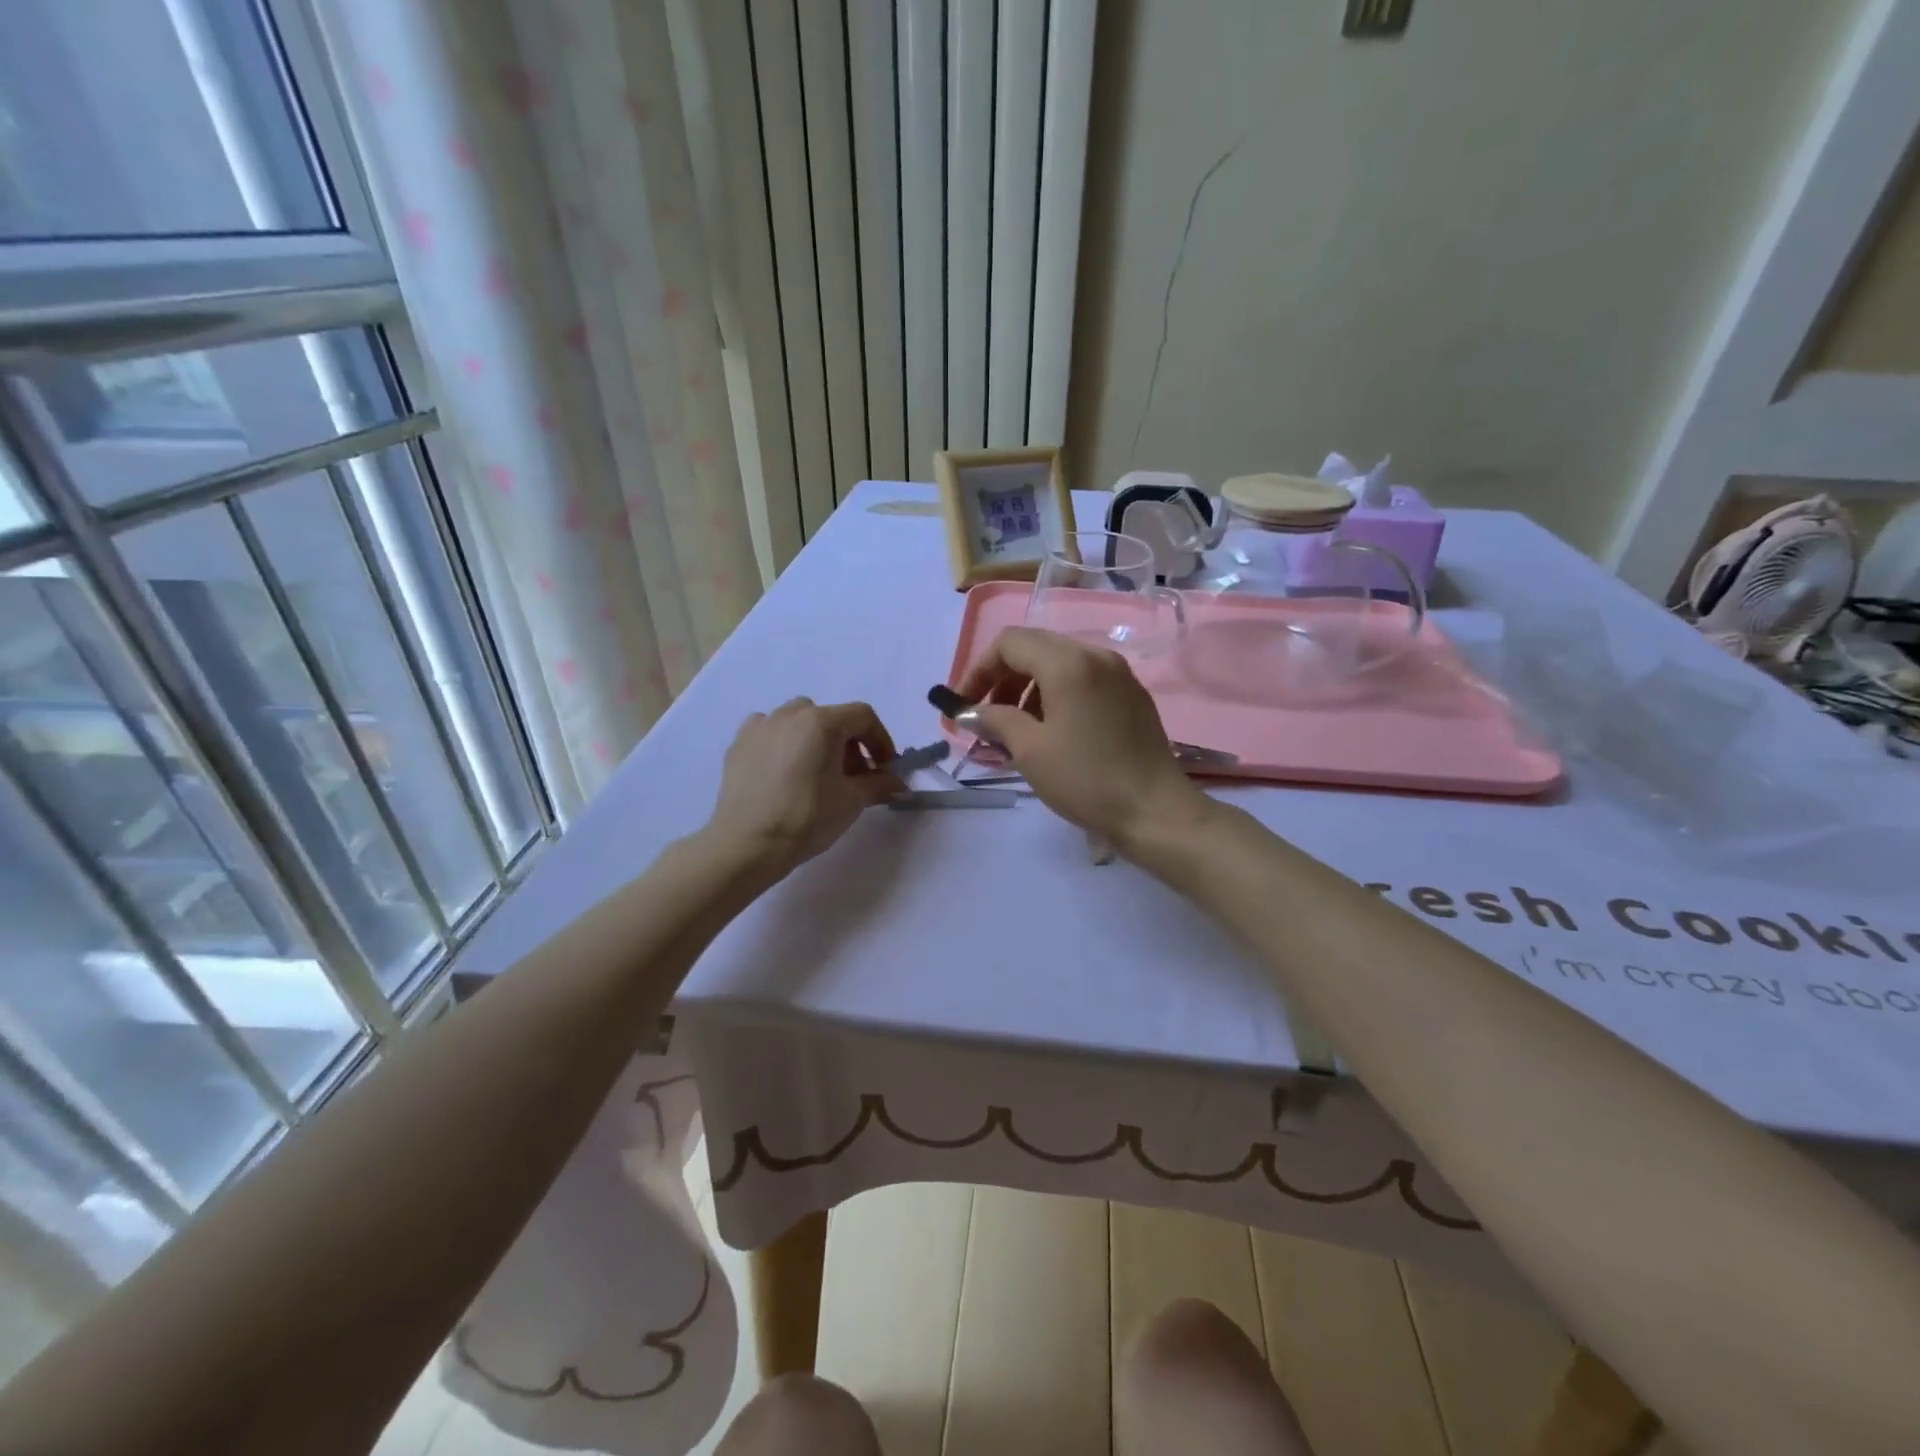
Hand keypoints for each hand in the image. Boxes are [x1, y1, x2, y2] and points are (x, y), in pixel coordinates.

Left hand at [706, 698, 899, 878]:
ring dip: (815, 739)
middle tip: (853, 775)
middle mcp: (790, 714)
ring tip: (816, 772)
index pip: (863, 716)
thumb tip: (900, 785)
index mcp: (822, 722)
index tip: (884, 768)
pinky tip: (784, 772)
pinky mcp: (738, 744)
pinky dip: (783, 743)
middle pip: (830, 717)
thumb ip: (879, 785)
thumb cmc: (807, 817)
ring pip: (798, 720)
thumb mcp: (852, 801)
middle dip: (848, 742)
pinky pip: (770, 732)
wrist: (747, 843)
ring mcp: (761, 726)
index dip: (880, 740)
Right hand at [954, 627, 1211, 849]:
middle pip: (1035, 647)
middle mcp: (1096, 655)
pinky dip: (1057, 695)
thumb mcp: (1030, 750)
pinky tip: (1052, 731)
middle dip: (1003, 678)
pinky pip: (1084, 680)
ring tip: (1017, 730)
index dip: (979, 670)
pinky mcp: (1132, 695)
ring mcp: (1119, 674)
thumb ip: (995, 720)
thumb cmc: (1086, 779)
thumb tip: (970, 712)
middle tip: (987, 717)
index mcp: (1068, 663)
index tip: (964, 706)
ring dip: (1029, 688)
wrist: (1155, 811)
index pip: (1009, 643)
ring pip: (1060, 663)